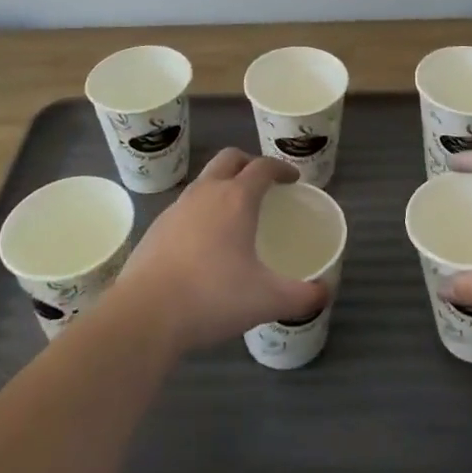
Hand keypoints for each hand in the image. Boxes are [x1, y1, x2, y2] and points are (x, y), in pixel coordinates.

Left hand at [112, 148, 328, 352]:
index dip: (281, 168)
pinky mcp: (156, 227)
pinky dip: (201, 210)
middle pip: (230, 159)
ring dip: (223, 185)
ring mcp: (177, 207)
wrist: (145, 314)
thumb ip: (302, 296)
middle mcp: (206, 192)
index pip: (263, 167)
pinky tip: (204, 241)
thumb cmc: (212, 297)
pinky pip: (185, 205)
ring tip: (234, 212)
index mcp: (237, 198)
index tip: (293, 178)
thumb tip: (326, 292)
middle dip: (249, 163)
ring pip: (205, 180)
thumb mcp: (267, 300)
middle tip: (263, 184)